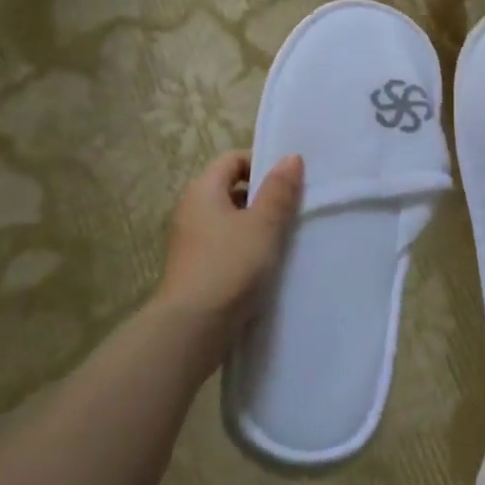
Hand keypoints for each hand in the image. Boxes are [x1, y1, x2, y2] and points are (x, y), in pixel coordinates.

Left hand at [153, 152, 302, 373]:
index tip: (289, 181)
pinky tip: (267, 264)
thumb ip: (279, 190)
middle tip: (294, 209)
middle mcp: (192, 211)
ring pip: (230, 220)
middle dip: (263, 196)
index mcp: (203, 191)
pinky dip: (246, 248)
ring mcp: (191, 242)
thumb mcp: (263, 224)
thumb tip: (290, 157)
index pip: (232, 160)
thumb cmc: (230, 265)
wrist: (193, 327)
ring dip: (257, 225)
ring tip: (285, 238)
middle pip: (231, 189)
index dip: (261, 163)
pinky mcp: (196, 269)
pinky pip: (226, 246)